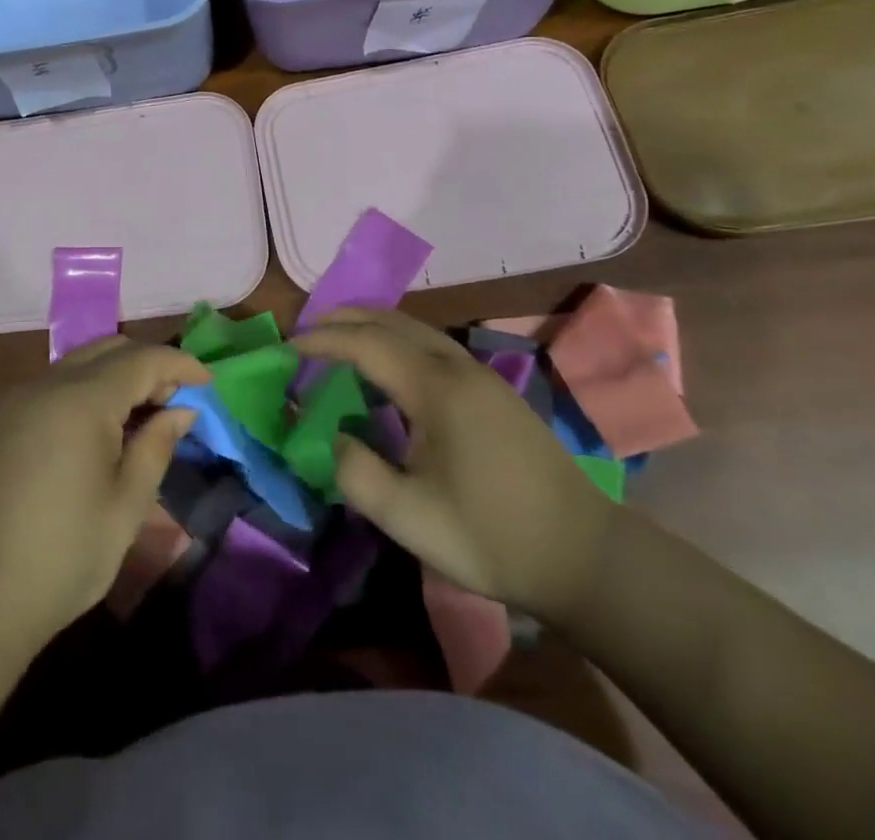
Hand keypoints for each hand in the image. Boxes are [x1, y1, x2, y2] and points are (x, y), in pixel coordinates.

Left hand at [0, 337, 207, 651]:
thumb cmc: (66, 554)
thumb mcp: (127, 504)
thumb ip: (157, 445)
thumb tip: (181, 410)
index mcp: (83, 399)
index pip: (142, 359)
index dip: (180, 364)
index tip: (207, 383)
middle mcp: (47, 385)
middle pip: (108, 349)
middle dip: (147, 364)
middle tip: (173, 400)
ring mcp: (18, 401)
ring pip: (77, 364)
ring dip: (114, 376)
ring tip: (138, 415)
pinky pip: (52, 387)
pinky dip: (83, 392)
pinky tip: (93, 432)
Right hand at [292, 306, 615, 620]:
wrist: (586, 557)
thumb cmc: (493, 537)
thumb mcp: (410, 518)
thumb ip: (356, 474)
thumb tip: (333, 438)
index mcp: (437, 388)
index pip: (367, 343)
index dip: (322, 341)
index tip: (287, 348)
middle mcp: (459, 367)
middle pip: (393, 320)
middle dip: (346, 318)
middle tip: (307, 332)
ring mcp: (482, 376)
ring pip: (417, 329)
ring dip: (374, 326)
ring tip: (340, 341)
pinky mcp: (495, 392)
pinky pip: (434, 345)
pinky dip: (398, 340)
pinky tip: (390, 369)